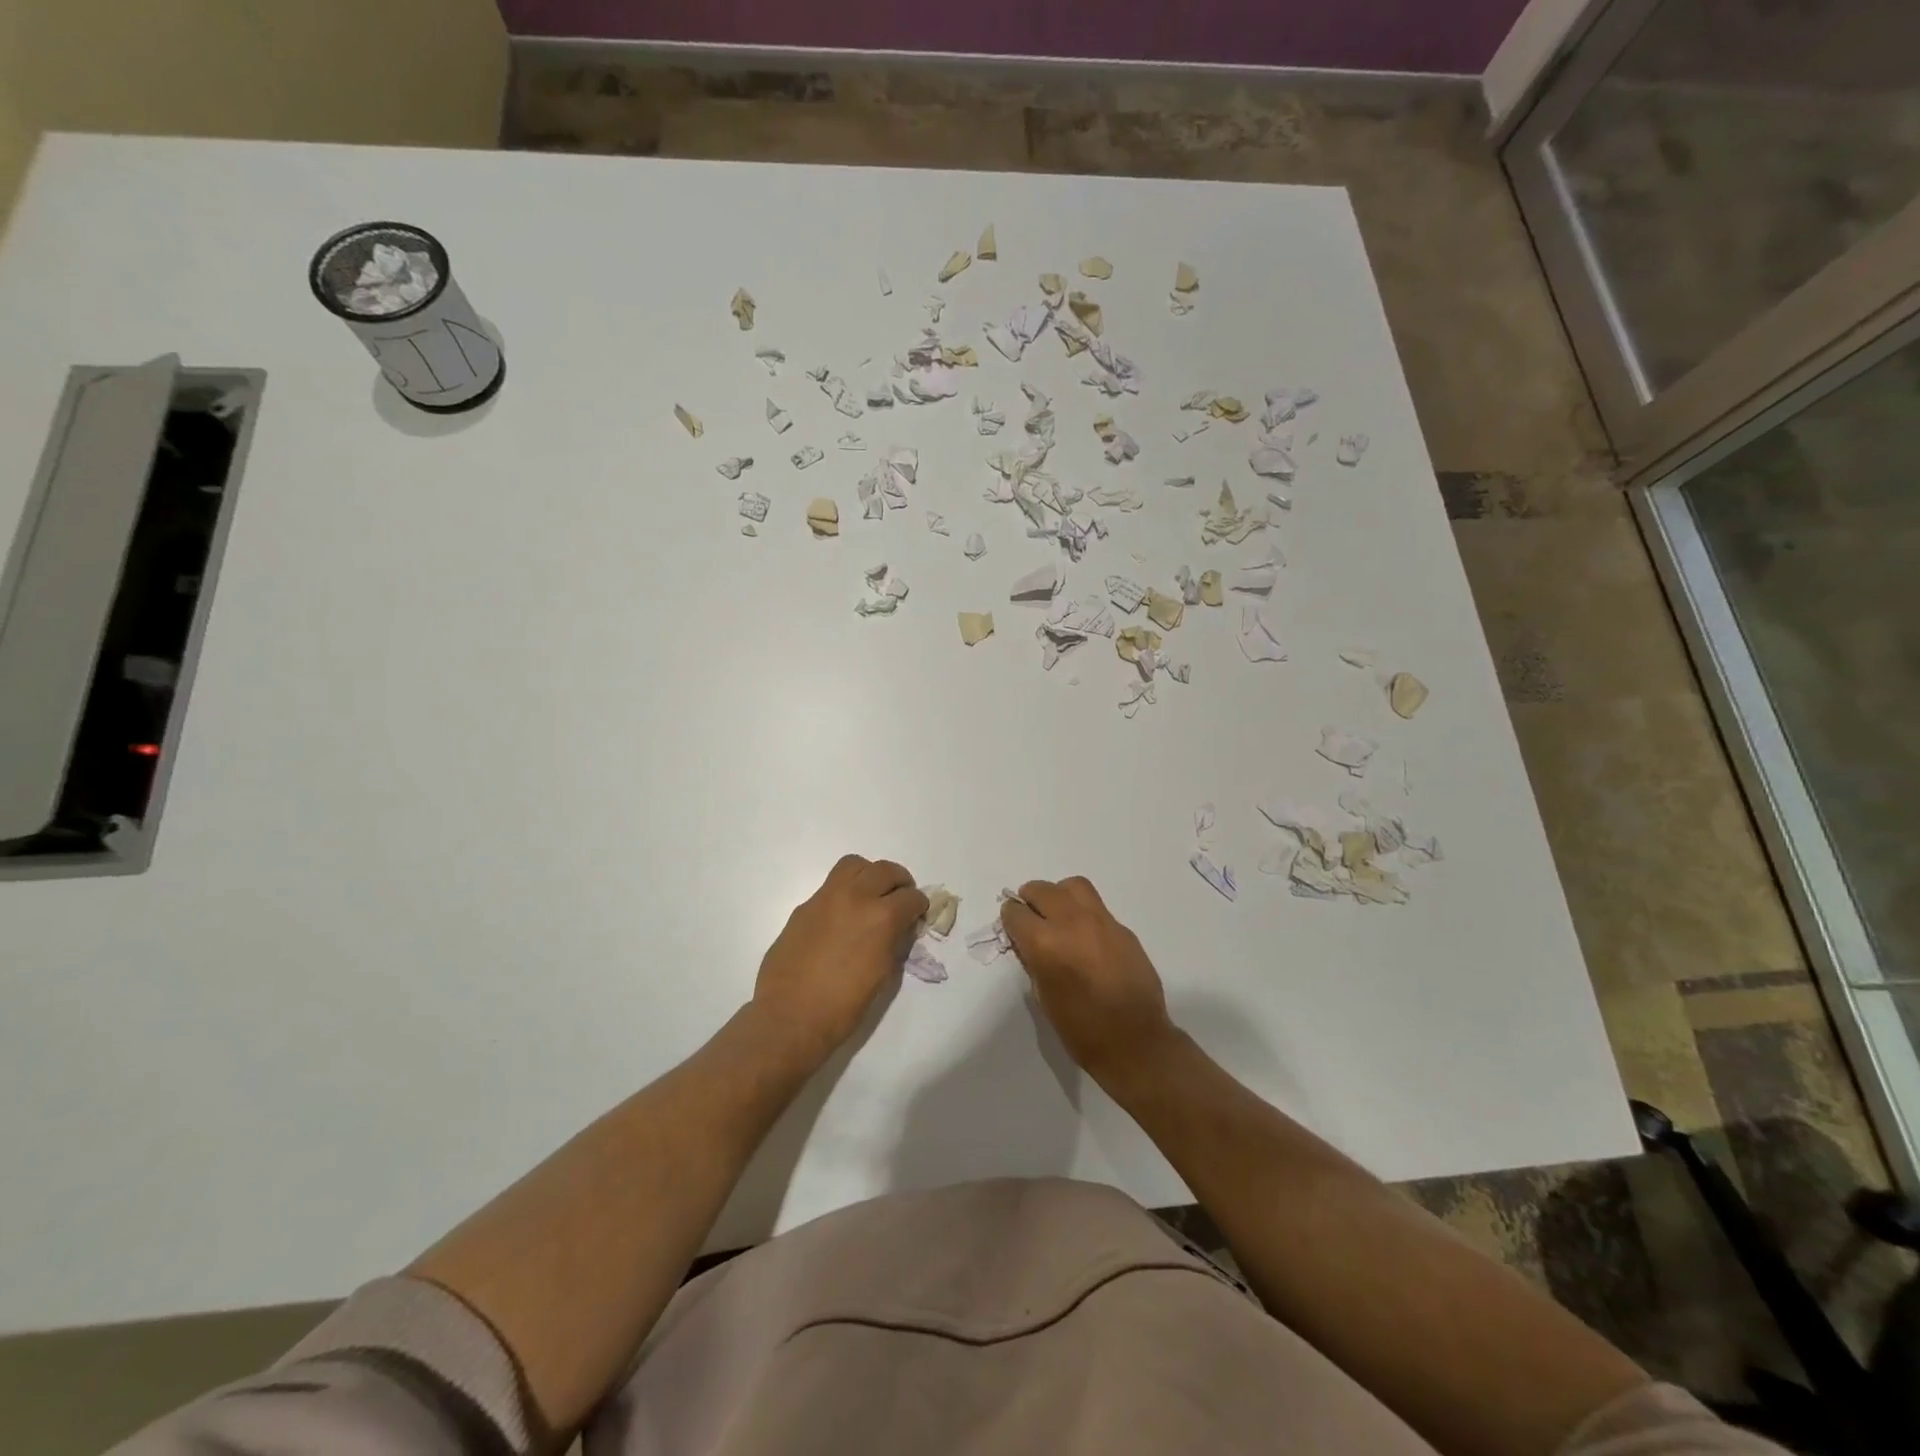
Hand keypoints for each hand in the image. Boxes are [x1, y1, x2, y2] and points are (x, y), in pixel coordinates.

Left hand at [752, 855, 927, 1064]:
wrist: (790, 1017)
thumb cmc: (843, 1006)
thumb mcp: (883, 974)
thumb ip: (894, 942)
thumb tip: (899, 927)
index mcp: (881, 918)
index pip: (911, 897)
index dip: (919, 906)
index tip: (917, 914)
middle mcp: (855, 898)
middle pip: (885, 870)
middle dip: (900, 882)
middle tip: (900, 898)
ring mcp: (825, 898)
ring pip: (854, 865)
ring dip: (870, 875)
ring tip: (871, 894)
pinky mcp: (804, 907)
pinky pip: (830, 886)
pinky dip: (844, 891)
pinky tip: (843, 916)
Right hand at [1001, 877, 1176, 1080]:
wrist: (1135, 1041)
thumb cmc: (1081, 1029)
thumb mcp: (1043, 996)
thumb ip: (1033, 960)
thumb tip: (1028, 942)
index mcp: (1045, 943)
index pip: (1016, 913)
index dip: (1010, 919)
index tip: (1012, 927)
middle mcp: (1071, 923)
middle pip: (1042, 889)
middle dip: (1030, 899)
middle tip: (1031, 916)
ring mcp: (1101, 922)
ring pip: (1073, 886)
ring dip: (1059, 895)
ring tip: (1059, 915)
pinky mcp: (1122, 929)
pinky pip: (1097, 907)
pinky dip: (1083, 913)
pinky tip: (1086, 937)